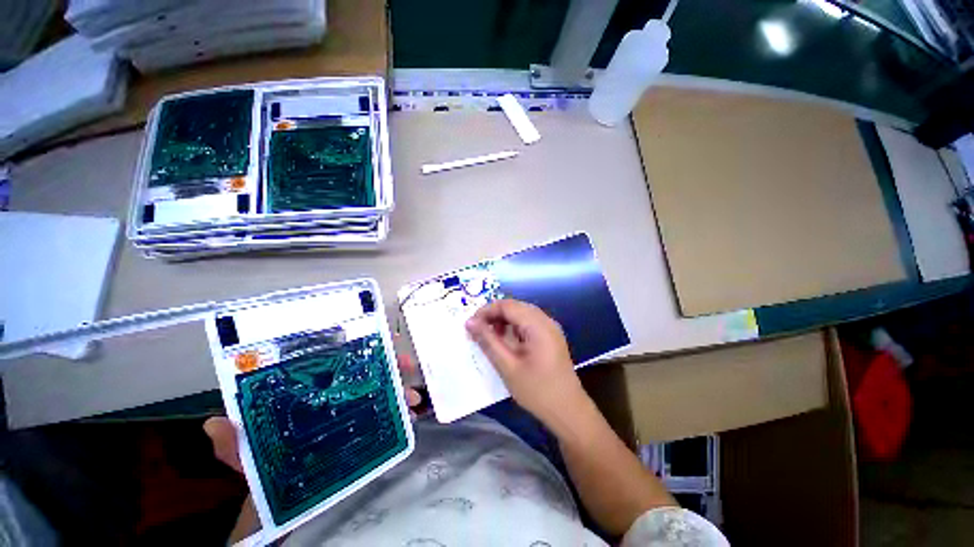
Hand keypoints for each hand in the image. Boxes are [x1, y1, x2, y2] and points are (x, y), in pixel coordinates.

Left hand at [204, 353, 423, 471]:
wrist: (281, 499)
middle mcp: (334, 394)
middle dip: (390, 362)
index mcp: (309, 390)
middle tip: (407, 364)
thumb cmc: (264, 468)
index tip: (380, 341)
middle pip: (367, 369)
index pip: (336, 359)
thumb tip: (215, 425)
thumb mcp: (246, 455)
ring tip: (414, 397)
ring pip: (382, 390)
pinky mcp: (363, 430)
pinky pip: (386, 415)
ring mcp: (352, 411)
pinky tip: (411, 416)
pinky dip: (401, 412)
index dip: (359, 347)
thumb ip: (232, 443)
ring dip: (401, 388)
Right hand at [465, 299, 587, 431]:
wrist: (568, 411)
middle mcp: (546, 320)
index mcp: (538, 325)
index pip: (507, 305)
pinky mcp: (551, 336)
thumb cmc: (537, 391)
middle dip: (494, 315)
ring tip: (491, 336)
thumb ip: (488, 341)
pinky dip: (514, 327)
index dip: (486, 310)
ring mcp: (551, 328)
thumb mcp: (508, 366)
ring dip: (504, 320)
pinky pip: (529, 322)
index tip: (471, 324)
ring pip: (522, 313)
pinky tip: (507, 341)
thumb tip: (470, 322)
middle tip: (478, 330)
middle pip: (515, 306)